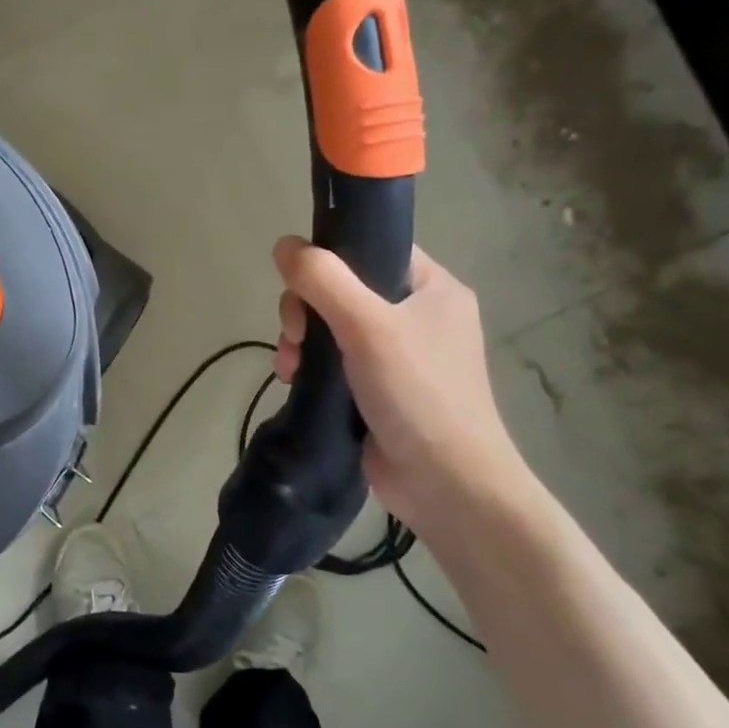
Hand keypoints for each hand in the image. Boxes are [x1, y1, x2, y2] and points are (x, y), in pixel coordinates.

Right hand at [272, 239, 530, 537]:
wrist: (445, 484)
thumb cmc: (417, 393)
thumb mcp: (368, 326)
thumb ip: (324, 280)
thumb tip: (283, 244)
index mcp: (433, 288)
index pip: (374, 248)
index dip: (332, 257)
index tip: (302, 284)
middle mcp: (417, 315)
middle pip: (342, 288)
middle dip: (306, 308)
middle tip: (295, 334)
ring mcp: (396, 355)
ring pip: (331, 325)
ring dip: (302, 340)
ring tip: (290, 366)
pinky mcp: (376, 388)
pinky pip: (333, 359)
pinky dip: (310, 365)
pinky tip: (293, 380)